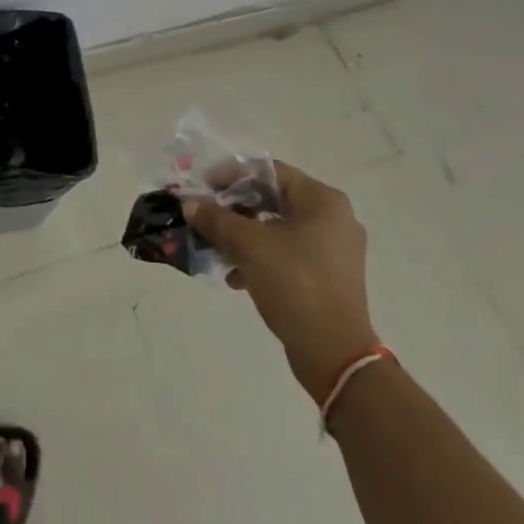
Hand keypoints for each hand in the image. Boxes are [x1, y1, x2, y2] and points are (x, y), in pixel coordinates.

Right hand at [183, 161, 378, 404]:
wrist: (334, 353)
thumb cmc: (294, 283)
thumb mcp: (248, 245)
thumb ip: (216, 219)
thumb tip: (189, 203)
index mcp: (322, 200)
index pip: (269, 170)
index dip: (231, 175)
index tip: (202, 188)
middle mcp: (333, 218)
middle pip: (272, 198)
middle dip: (233, 208)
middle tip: (204, 216)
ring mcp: (334, 250)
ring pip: (277, 228)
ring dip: (242, 235)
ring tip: (214, 248)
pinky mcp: (328, 277)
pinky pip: (287, 253)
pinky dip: (259, 258)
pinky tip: (234, 277)